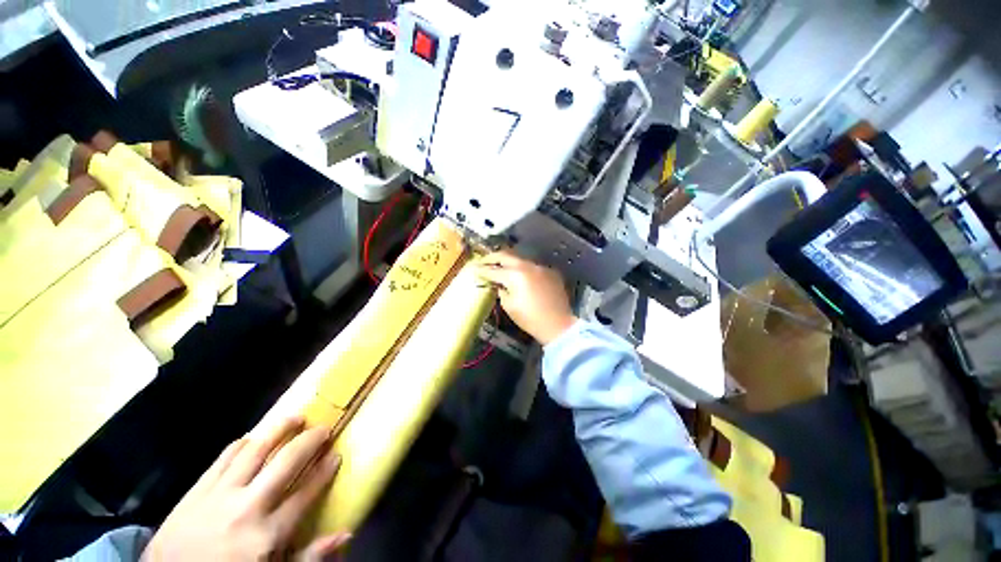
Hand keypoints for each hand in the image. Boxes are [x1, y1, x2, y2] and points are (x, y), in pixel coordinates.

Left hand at [142, 417, 347, 560]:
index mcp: (266, 534)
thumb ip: (310, 556)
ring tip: (296, 416)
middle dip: (309, 441)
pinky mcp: (196, 490)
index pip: (305, 493)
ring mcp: (219, 495)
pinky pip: (222, 458)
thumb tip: (347, 533)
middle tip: (323, 428)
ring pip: (255, 450)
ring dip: (279, 429)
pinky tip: (252, 436)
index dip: (325, 470)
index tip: (337, 453)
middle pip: (285, 463)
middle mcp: (247, 507)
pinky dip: (241, 444)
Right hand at [474, 250, 576, 344]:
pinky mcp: (551, 272)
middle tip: (485, 261)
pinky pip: (534, 267)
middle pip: (506, 255)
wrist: (558, 324)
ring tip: (503, 268)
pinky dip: (525, 270)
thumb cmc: (530, 318)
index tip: (474, 269)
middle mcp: (528, 266)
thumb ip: (501, 291)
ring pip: (521, 260)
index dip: (482, 270)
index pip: (494, 270)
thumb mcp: (509, 306)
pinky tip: (523, 278)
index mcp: (515, 275)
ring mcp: (541, 267)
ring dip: (510, 263)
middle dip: (493, 258)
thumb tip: (499, 284)